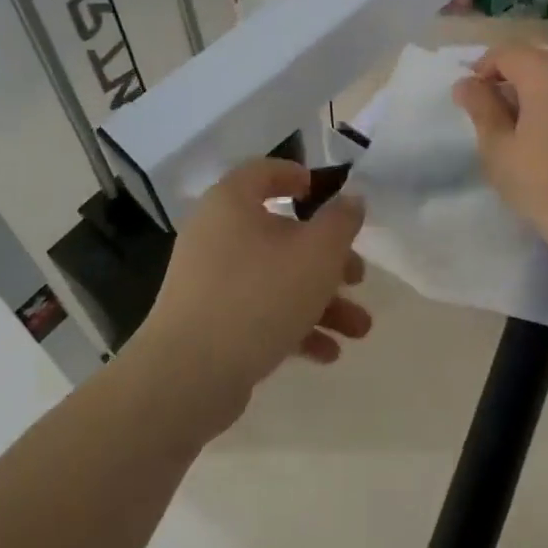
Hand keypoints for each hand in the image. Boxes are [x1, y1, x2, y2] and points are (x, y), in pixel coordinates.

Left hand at [136, 159, 370, 432]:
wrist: (189, 376)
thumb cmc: (259, 295)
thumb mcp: (317, 253)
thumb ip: (341, 221)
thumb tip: (351, 200)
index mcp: (232, 203)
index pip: (263, 171)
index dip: (296, 176)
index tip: (324, 193)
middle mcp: (215, 234)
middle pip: (280, 234)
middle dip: (328, 259)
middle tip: (358, 277)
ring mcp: (209, 281)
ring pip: (275, 278)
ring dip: (321, 300)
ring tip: (359, 330)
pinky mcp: (209, 323)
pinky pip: (258, 312)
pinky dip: (293, 326)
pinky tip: (327, 353)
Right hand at [453, 45, 547, 270]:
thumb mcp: (501, 154)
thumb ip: (481, 110)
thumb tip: (467, 83)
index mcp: (547, 74)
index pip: (507, 53)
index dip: (485, 69)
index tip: (475, 99)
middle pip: (543, 63)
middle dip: (519, 83)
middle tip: (506, 123)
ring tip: (543, 138)